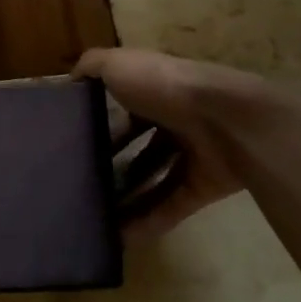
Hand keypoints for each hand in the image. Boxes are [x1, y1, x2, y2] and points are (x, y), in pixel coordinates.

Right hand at [75, 48, 264, 239]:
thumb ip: (93, 65)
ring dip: (128, 199)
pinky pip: (171, 207)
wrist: (226, 119)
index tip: (76, 143)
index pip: (127, 110)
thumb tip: (74, 77)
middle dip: (114, 166)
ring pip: (155, 180)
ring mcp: (193, 155)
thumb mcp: (119, 64)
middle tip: (83, 184)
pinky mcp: (204, 186)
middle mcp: (176, 121)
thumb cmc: (165, 86)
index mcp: (158, 91)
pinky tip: (121, 237)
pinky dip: (148, 222)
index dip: (103, 125)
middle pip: (141, 147)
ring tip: (96, 216)